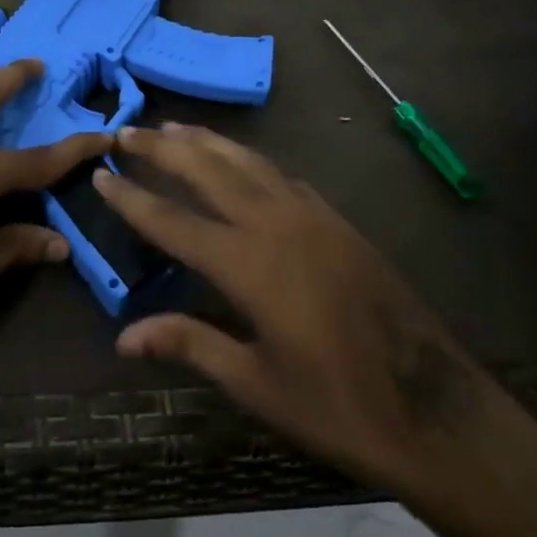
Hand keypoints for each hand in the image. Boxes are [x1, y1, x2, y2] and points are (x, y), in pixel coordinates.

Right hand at [97, 124, 536, 528]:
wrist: (435, 408)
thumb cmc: (338, 405)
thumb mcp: (255, 383)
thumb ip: (189, 344)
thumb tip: (123, 337)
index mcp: (249, 265)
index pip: (172, 221)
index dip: (132, 198)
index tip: (100, 174)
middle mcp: (276, 225)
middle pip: (208, 171)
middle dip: (163, 149)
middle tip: (127, 131)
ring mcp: (312, 218)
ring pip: (248, 162)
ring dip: (206, 142)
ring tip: (173, 127)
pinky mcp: (338, 222)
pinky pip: (281, 176)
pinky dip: (249, 160)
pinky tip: (239, 160)